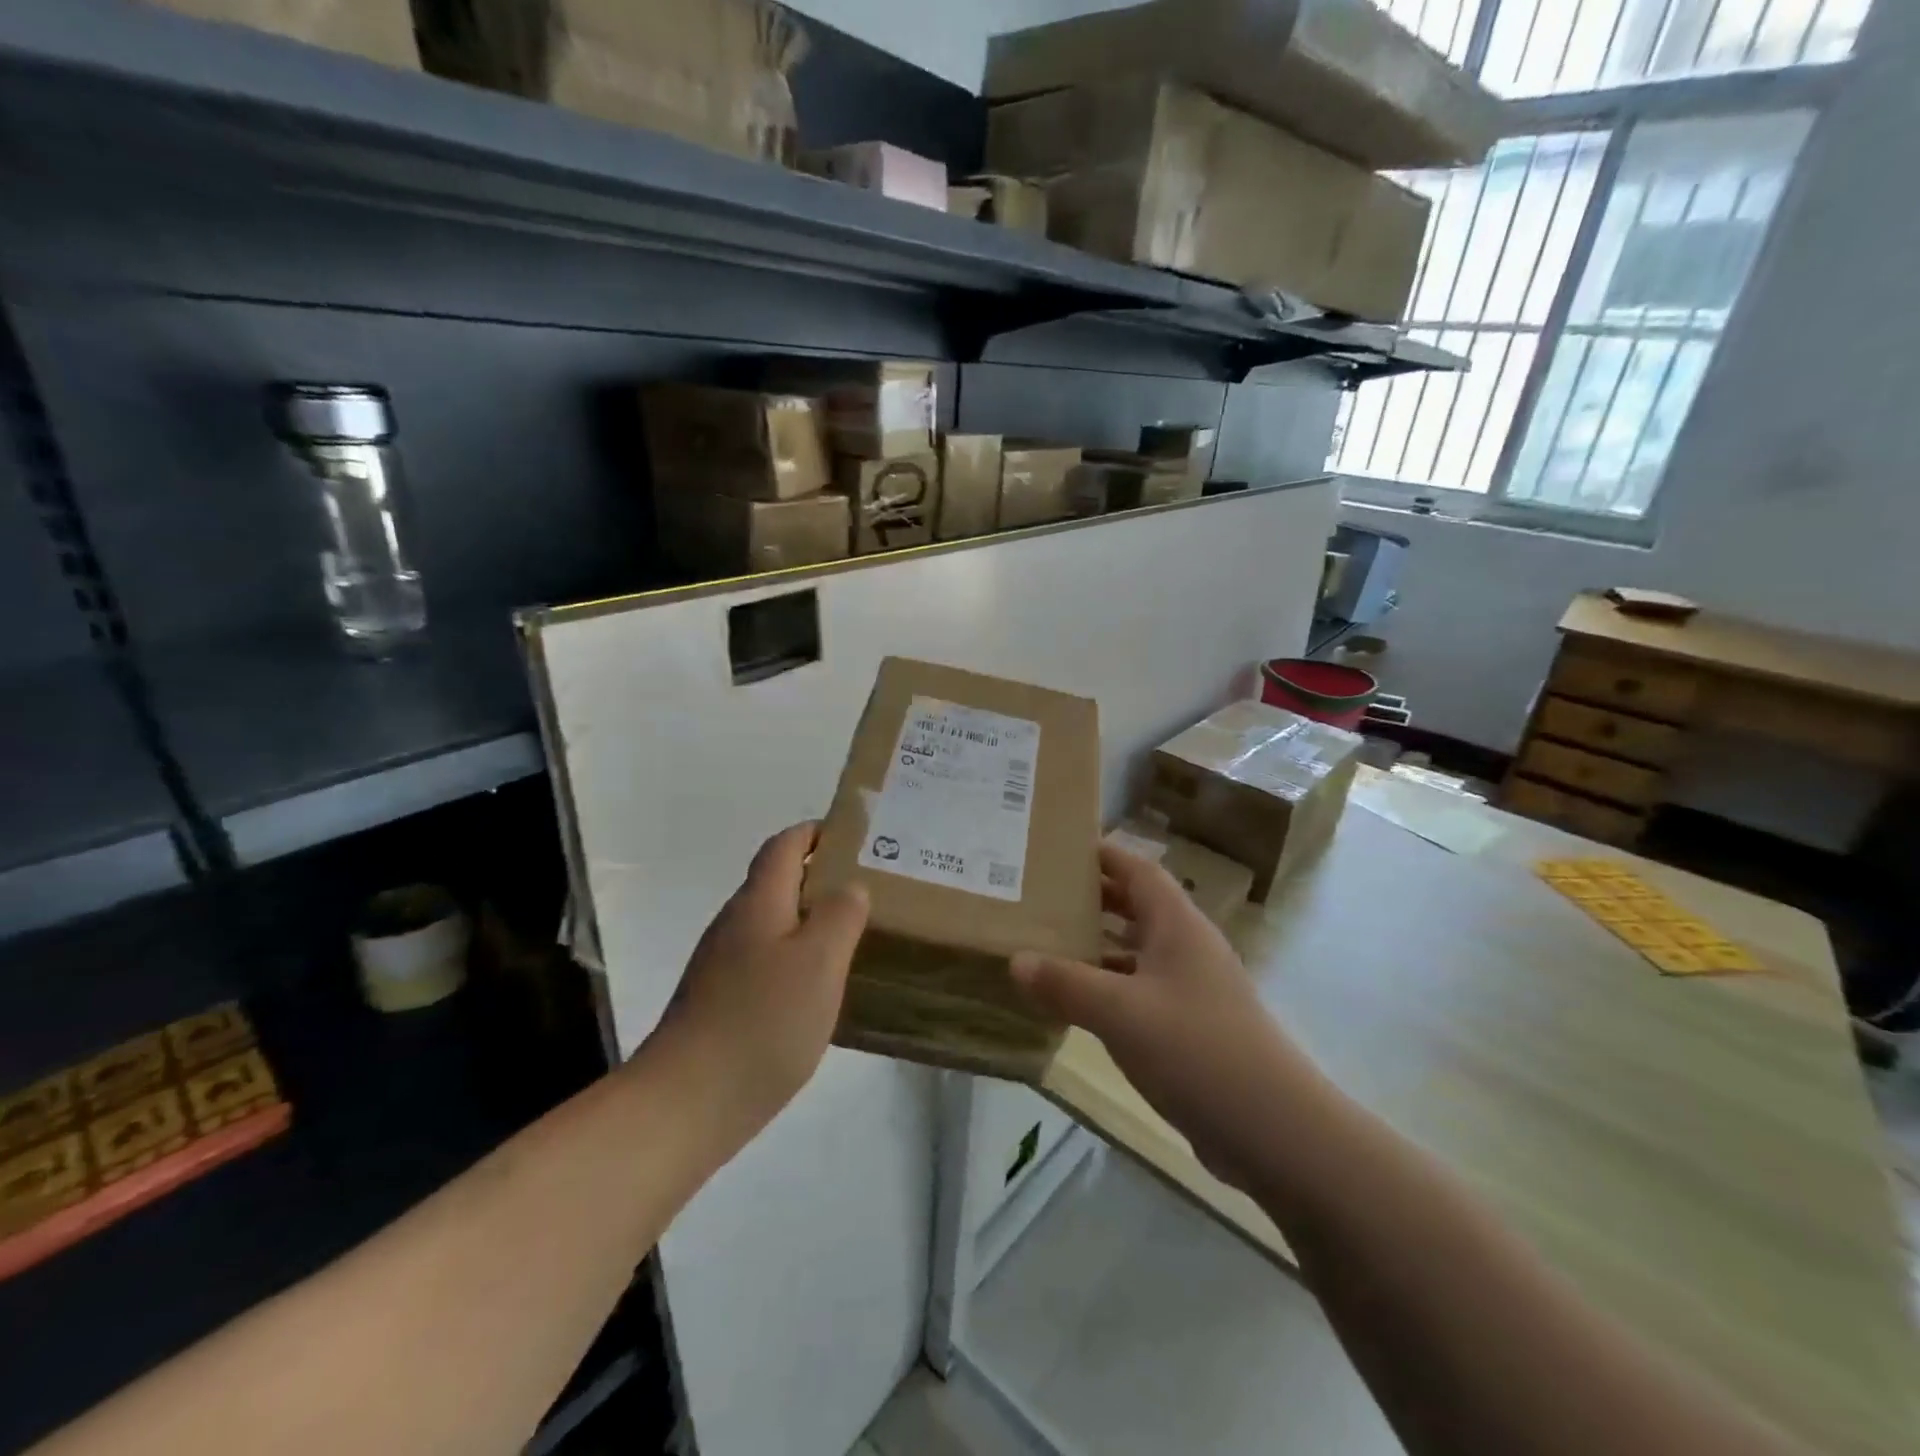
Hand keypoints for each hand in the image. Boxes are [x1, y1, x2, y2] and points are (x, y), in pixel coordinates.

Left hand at [653, 823, 868, 1136]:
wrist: (686, 1103)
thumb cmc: (762, 1021)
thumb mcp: (819, 962)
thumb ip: (840, 915)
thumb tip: (850, 887)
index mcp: (758, 903)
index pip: (784, 846)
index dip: (815, 832)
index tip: (854, 837)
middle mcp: (734, 924)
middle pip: (776, 882)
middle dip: (819, 877)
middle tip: (867, 890)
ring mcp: (721, 965)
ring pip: (772, 924)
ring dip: (808, 920)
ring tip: (851, 937)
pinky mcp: (718, 1001)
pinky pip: (764, 961)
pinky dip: (794, 958)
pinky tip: (816, 990)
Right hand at [1012, 844, 1310, 1187]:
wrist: (1274, 1129)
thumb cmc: (1196, 1049)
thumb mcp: (1120, 1012)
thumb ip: (1066, 984)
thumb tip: (1016, 960)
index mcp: (1177, 925)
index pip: (1138, 869)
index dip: (1103, 855)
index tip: (1058, 850)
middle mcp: (1187, 947)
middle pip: (1137, 906)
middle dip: (1093, 898)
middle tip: (1041, 896)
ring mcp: (1192, 988)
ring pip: (1137, 951)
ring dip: (1098, 945)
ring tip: (1047, 943)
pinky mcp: (1192, 1027)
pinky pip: (1141, 991)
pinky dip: (1109, 988)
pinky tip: (1077, 1003)